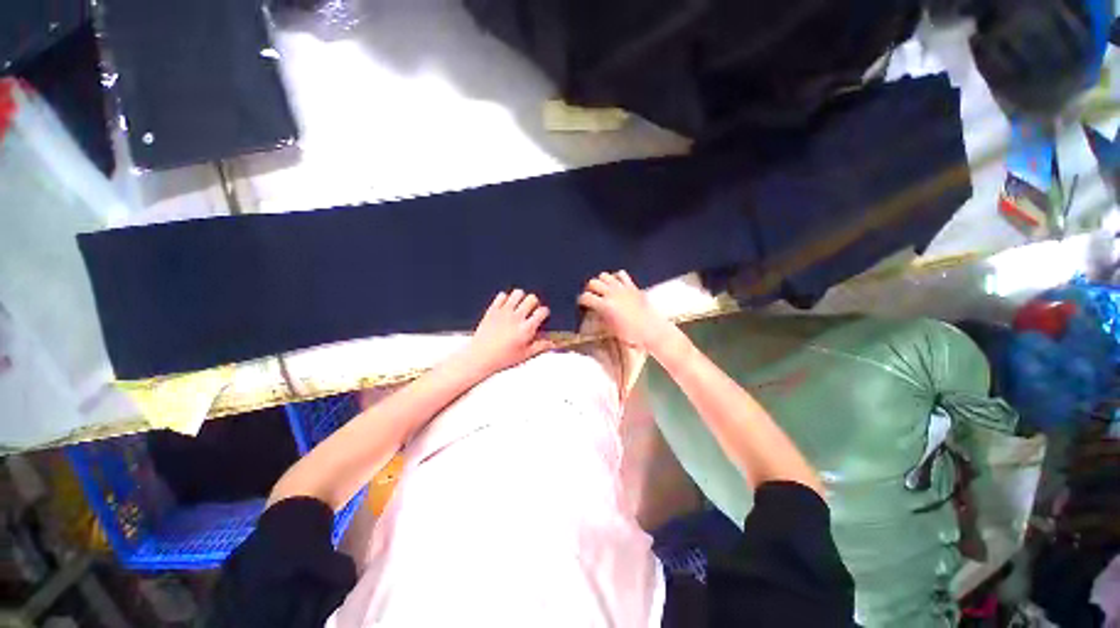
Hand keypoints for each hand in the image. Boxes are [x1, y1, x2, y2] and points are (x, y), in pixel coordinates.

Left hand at [462, 289, 554, 375]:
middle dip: (534, 303)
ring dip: (520, 298)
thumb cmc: (502, 358)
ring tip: (518, 307)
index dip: (544, 313)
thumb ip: (540, 347)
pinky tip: (505, 307)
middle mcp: (516, 318)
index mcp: (526, 329)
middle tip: (530, 311)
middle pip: (532, 298)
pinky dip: (505, 299)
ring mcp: (503, 312)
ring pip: (518, 293)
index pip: (542, 312)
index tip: (542, 315)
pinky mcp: (492, 310)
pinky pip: (501, 295)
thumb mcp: (525, 355)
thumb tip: (552, 343)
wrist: (479, 357)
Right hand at [578, 271, 675, 349]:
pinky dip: (616, 277)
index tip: (582, 304)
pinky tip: (616, 285)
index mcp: (605, 305)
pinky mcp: (632, 286)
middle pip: (593, 283)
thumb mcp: (611, 329)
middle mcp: (612, 293)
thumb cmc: (631, 335)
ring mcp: (622, 288)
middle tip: (592, 296)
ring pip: (604, 276)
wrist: (652, 330)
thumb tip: (594, 313)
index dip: (581, 301)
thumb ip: (601, 318)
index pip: (585, 297)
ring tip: (603, 290)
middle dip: (589, 289)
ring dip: (601, 282)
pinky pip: (621, 274)